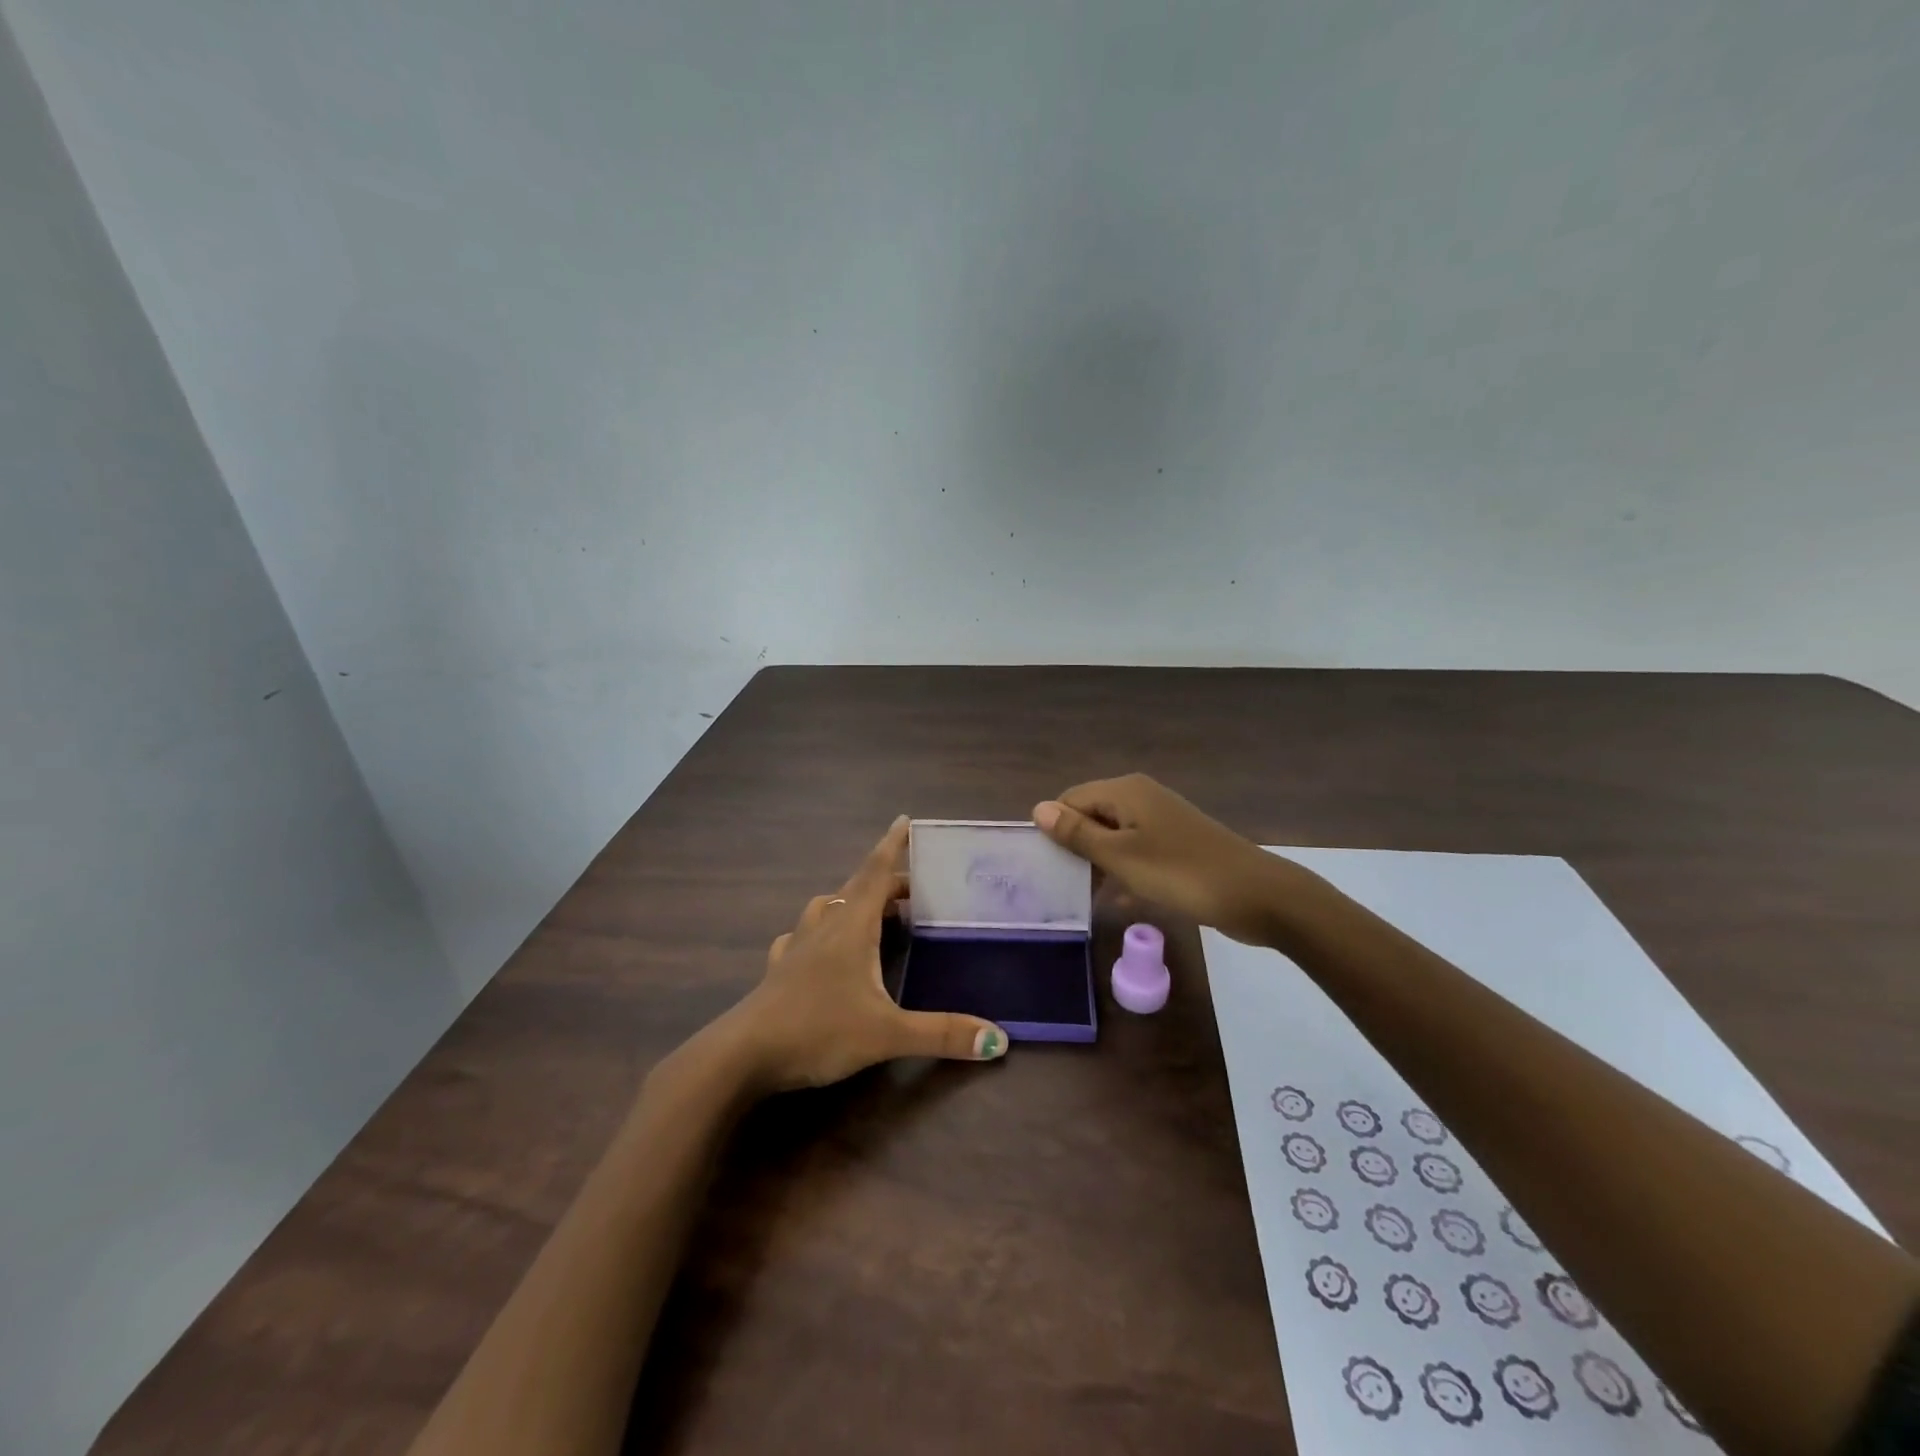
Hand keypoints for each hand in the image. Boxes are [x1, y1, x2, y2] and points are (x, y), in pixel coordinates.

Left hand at [723, 816, 1007, 1092]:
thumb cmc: (817, 1030)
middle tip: (913, 889)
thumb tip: (998, 1038)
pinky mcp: (779, 971)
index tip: (904, 819)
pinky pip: (802, 936)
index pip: (876, 873)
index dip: (892, 845)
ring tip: (872, 913)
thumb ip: (942, 1034)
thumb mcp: (887, 1034)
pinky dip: (819, 931)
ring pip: (827, 907)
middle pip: (857, 888)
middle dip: (886, 881)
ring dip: (852, 900)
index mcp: (851, 926)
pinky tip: (820, 948)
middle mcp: (824, 926)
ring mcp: (796, 947)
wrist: (741, 1056)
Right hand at [1033, 774, 1292, 945]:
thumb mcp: (1121, 856)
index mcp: (1125, 791)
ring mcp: (1162, 821)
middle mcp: (1142, 797)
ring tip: (1087, 897)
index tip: (1047, 867)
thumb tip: (1038, 809)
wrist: (1258, 896)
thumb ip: (1077, 834)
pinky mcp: (1177, 845)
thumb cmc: (1181, 873)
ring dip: (1099, 863)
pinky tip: (1120, 900)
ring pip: (1114, 837)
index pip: (1071, 799)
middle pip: (1091, 815)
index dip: (1055, 830)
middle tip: (1064, 886)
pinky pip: (1137, 852)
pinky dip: (1125, 871)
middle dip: (1076, 847)